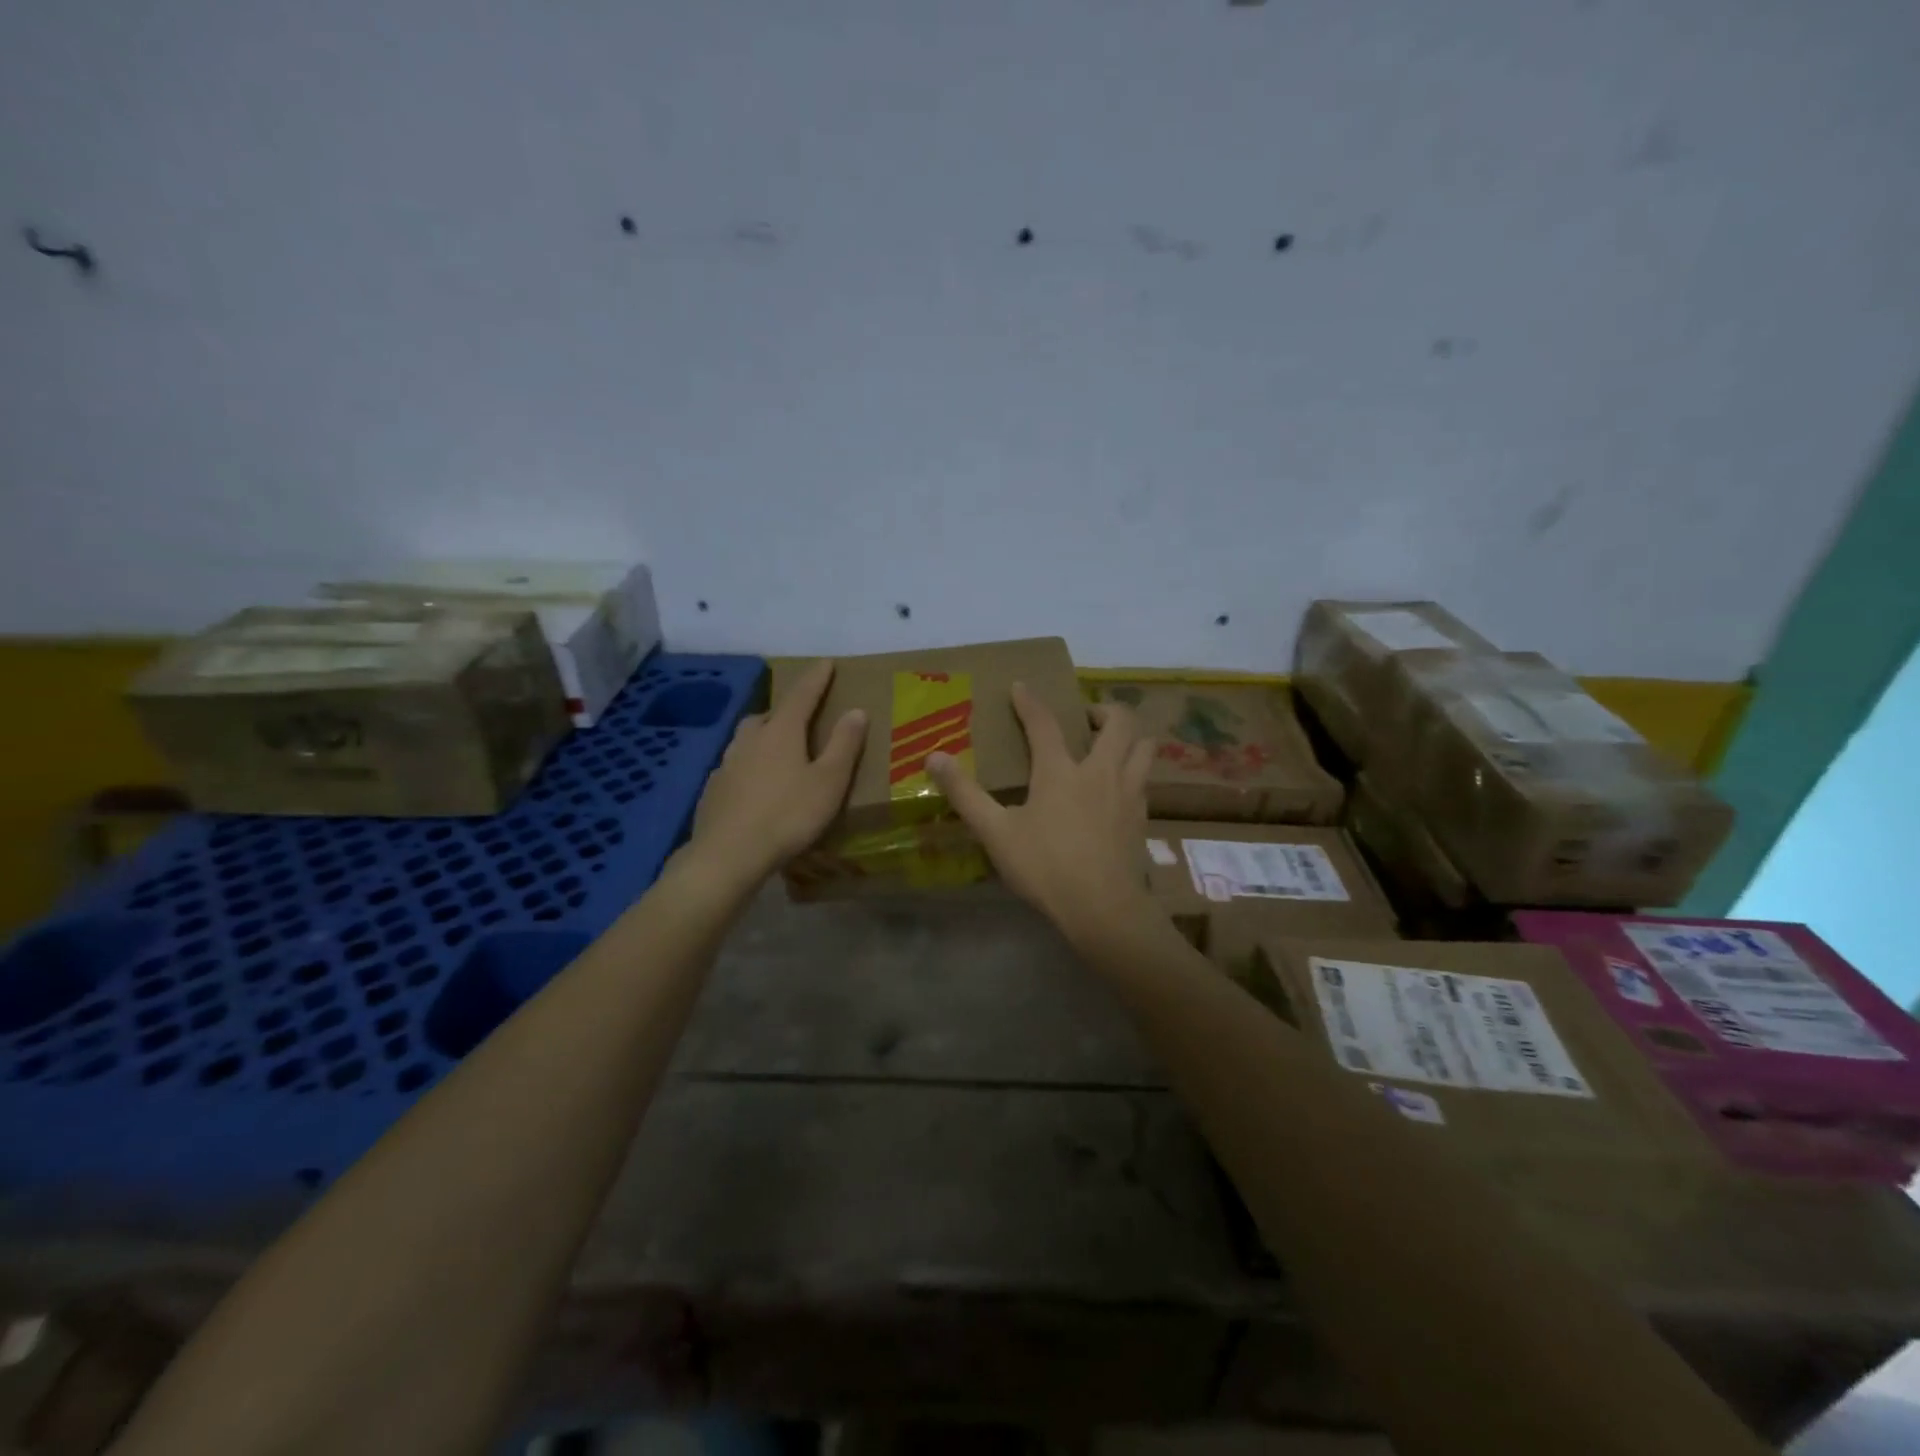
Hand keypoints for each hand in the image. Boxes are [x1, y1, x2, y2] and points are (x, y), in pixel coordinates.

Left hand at [687, 660, 866, 887]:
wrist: (728, 855)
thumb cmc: (788, 816)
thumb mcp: (829, 782)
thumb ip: (844, 745)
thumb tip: (856, 710)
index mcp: (781, 732)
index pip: (802, 695)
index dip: (816, 678)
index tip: (826, 662)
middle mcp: (750, 740)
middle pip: (768, 715)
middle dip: (785, 712)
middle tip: (801, 719)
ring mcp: (726, 764)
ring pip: (747, 740)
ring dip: (764, 738)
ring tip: (778, 752)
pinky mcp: (712, 790)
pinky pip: (734, 767)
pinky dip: (748, 767)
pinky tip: (754, 786)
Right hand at [927, 684, 1158, 944]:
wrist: (1103, 908)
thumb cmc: (1045, 867)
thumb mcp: (996, 832)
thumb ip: (965, 794)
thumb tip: (934, 757)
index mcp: (1060, 771)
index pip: (1044, 723)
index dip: (1030, 702)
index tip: (1021, 686)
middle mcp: (1101, 771)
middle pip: (1119, 722)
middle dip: (1103, 709)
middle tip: (1084, 718)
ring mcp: (1128, 793)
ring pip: (1144, 747)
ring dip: (1129, 736)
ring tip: (1110, 745)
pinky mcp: (1142, 818)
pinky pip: (1145, 780)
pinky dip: (1134, 771)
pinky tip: (1118, 789)